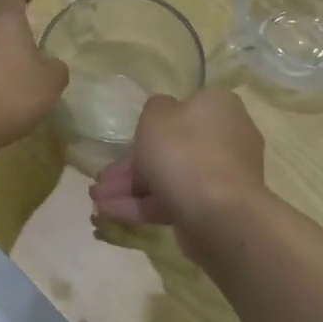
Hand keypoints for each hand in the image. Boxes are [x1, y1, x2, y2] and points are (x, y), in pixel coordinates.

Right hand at [89, 89, 266, 229]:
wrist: (219, 214)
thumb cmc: (184, 152)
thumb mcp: (156, 115)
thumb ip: (155, 107)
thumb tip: (162, 113)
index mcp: (218, 108)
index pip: (185, 107)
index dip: (152, 123)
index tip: (127, 137)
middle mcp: (226, 138)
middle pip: (172, 147)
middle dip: (131, 164)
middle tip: (102, 177)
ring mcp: (221, 176)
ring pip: (169, 177)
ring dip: (130, 187)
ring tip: (96, 199)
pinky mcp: (213, 208)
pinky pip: (173, 201)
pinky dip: (142, 205)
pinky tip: (110, 211)